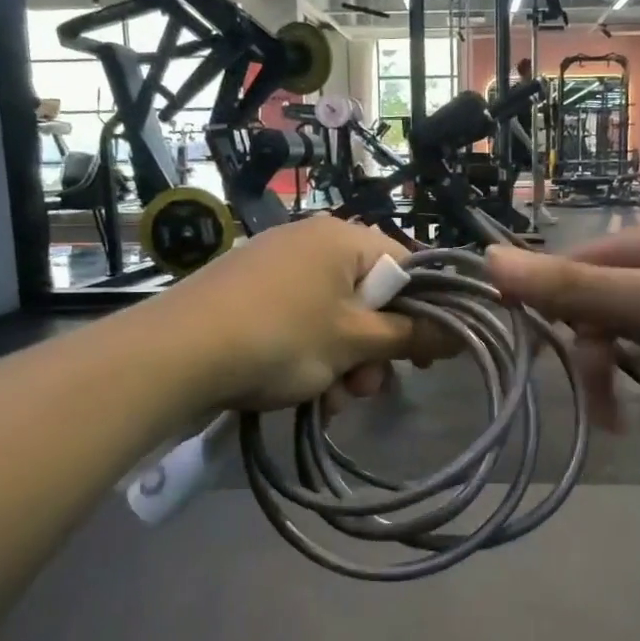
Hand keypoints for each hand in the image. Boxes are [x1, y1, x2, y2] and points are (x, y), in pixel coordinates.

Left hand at [151, 215, 418, 412]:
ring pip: (335, 318)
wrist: (177, 353)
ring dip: (344, 364)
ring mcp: (277, 266)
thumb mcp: (355, 342)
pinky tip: (305, 395)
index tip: (425, 358)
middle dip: (375, 350)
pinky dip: (311, 357)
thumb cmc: (282, 337)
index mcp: (343, 238)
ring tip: (331, 402)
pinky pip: (301, 322)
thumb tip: (463, 331)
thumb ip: (412, 335)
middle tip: (367, 389)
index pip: (407, 267)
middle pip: (370, 297)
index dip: (424, 313)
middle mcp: (312, 241)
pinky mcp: (251, 292)